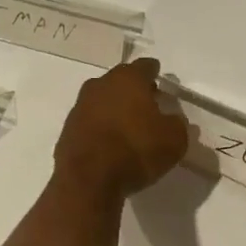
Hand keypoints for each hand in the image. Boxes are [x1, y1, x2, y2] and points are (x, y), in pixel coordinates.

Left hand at [54, 57, 188, 196]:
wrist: (88, 179)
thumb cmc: (136, 150)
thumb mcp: (173, 140)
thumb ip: (177, 125)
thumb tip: (174, 119)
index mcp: (128, 79)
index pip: (145, 66)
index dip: (154, 72)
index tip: (159, 78)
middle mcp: (101, 85)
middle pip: (121, 81)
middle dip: (134, 90)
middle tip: (148, 103)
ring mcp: (80, 106)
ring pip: (103, 99)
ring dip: (115, 108)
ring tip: (129, 125)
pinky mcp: (68, 128)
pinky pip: (90, 121)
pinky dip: (101, 127)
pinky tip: (110, 142)